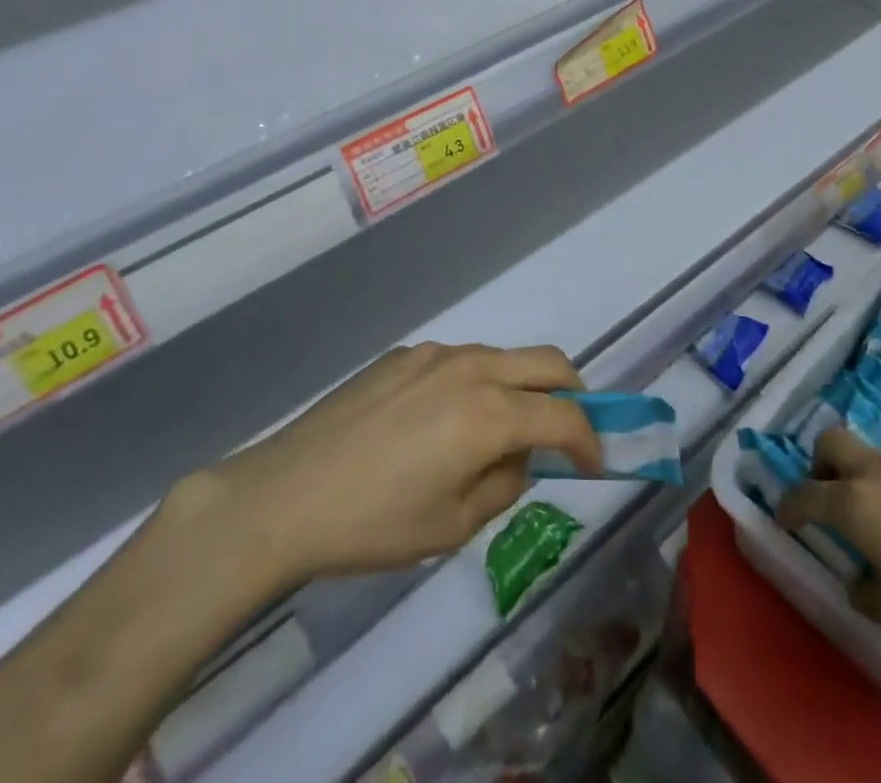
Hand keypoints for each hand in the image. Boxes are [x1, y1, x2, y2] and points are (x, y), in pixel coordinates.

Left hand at [172, 343, 602, 595]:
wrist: (286, 494)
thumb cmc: (374, 523)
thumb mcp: (453, 526)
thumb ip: (504, 484)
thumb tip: (521, 458)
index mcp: (490, 412)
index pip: (564, 415)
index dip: (590, 440)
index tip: (594, 465)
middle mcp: (471, 367)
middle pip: (547, 361)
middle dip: (572, 393)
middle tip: (568, 431)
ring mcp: (434, 354)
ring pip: (502, 357)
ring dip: (520, 387)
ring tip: (497, 434)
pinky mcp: (402, 354)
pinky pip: (458, 361)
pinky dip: (475, 383)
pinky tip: (441, 423)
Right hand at [776, 427, 880, 681]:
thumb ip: (866, 593)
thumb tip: (860, 579)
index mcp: (857, 506)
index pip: (806, 494)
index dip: (789, 506)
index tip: (783, 519)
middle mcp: (880, 474)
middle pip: (832, 443)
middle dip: (819, 466)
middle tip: (828, 503)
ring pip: (872, 457)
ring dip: (861, 479)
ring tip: (880, 526)